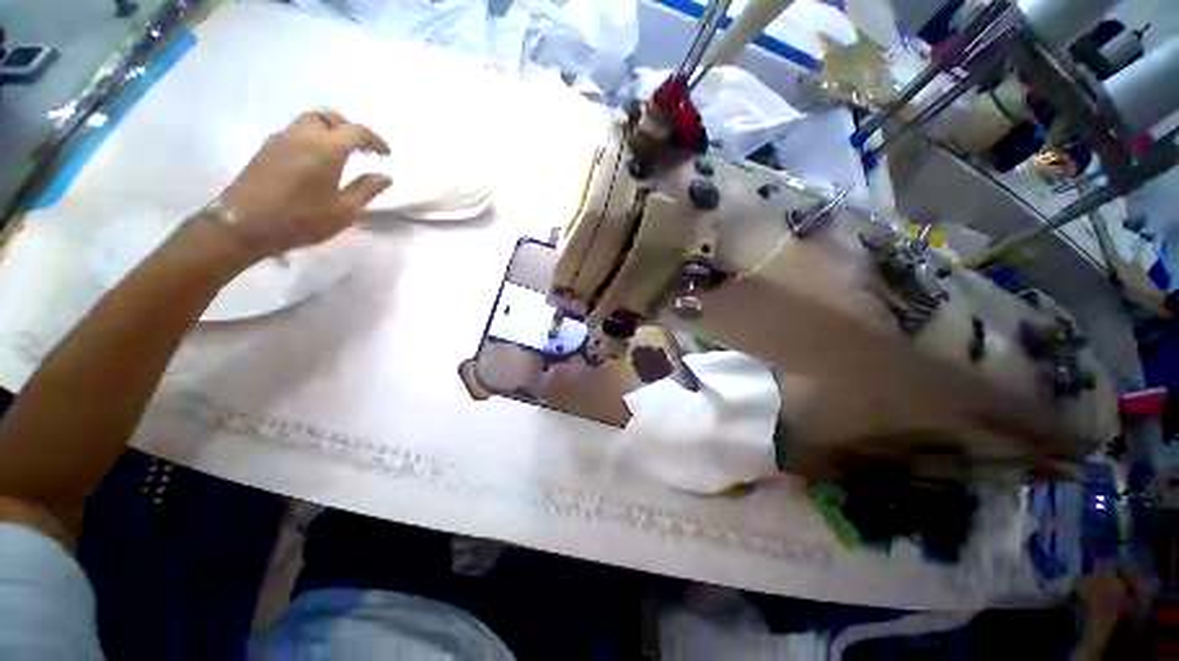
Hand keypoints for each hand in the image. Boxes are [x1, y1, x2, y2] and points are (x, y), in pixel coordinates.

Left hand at [215, 109, 392, 260]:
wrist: (245, 225)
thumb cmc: (302, 220)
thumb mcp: (344, 210)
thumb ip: (366, 190)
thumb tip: (385, 176)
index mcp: (327, 148)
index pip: (357, 131)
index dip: (376, 140)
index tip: (387, 155)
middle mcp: (303, 135)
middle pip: (330, 117)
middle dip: (350, 128)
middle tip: (363, 149)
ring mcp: (281, 139)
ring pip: (310, 121)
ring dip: (330, 130)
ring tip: (342, 153)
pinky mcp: (267, 148)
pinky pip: (296, 131)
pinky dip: (313, 137)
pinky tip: (317, 159)